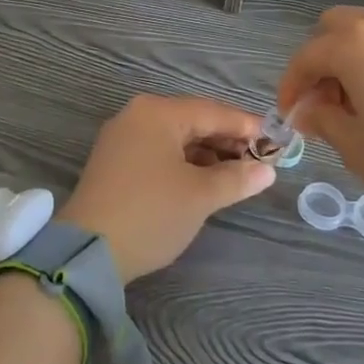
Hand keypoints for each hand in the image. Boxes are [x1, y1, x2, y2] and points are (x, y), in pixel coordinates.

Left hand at [61, 95, 274, 282]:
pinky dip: (184, 162)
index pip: (212, 111)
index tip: (275, 141)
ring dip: (207, 153)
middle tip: (260, 161)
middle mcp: (137, 115)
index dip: (246, 126)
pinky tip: (204, 180)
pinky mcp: (114, 161)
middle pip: (193, 121)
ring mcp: (122, 138)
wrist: (88, 251)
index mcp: (157, 112)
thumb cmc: (151, 213)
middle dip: (227, 140)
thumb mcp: (200, 196)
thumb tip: (267, 170)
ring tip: (237, 174)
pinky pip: (159, 151)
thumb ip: (236, 178)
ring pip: (175, 137)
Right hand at [277, 6, 363, 241]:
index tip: (291, 116)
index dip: (291, 87)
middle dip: (320, 61)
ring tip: (360, 103)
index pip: (305, 57)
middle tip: (325, 102)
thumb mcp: (358, 149)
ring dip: (352, 58)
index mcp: (353, 46)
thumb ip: (323, 121)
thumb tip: (309, 109)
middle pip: (334, 27)